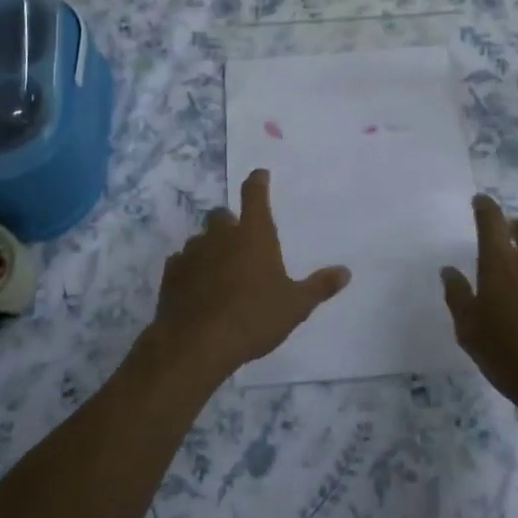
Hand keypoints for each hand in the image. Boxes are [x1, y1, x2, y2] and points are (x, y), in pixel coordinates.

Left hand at [140, 169, 350, 389]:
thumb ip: (319, 287)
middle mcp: (220, 236)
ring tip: (220, 270)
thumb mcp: (295, 306)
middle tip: (241, 241)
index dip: (257, 182)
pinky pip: (181, 262)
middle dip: (231, 223)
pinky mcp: (171, 274)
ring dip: (210, 248)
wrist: (197, 343)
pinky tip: (197, 286)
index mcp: (253, 235)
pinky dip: (190, 269)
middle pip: (222, 216)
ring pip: (200, 239)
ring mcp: (192, 253)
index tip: (259, 175)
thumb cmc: (254, 318)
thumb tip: (345, 272)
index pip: (255, 195)